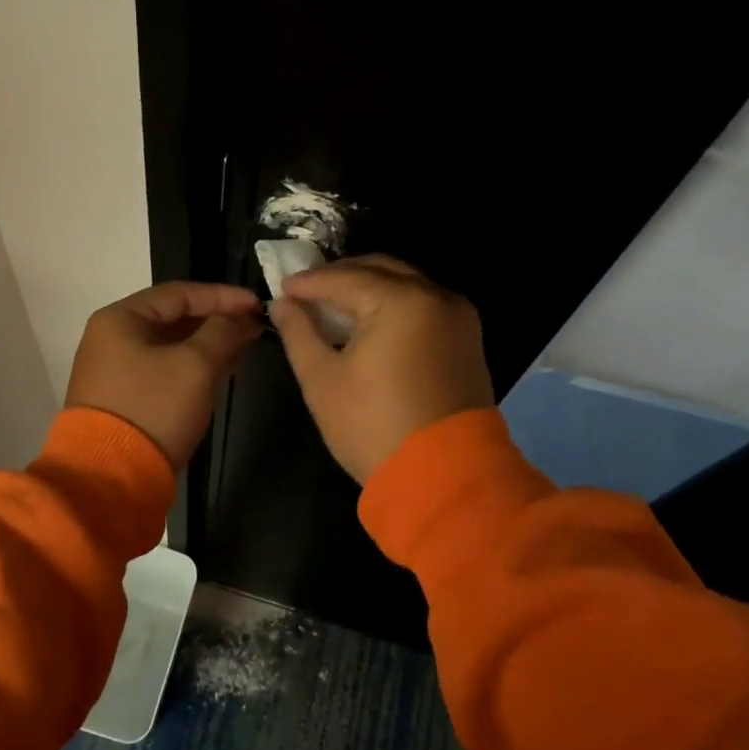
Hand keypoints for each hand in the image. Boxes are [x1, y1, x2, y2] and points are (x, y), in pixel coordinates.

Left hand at [65, 282, 262, 468]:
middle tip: (253, 328)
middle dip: (216, 322)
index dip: (222, 296)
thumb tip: (241, 318)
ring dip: (206, 346)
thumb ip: (222, 332)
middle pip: (172, 318)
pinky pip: (162, 371)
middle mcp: (111, 338)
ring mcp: (113, 371)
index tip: (257, 304)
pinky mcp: (122, 399)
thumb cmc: (154, 408)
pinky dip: (191, 368)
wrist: (111, 478)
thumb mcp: (196, 365)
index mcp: (120, 319)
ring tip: (242, 351)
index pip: (179, 293)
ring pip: (169, 346)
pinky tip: (218, 375)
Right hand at [269, 255, 494, 483]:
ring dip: (368, 289)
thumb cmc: (374, 428)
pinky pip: (424, 306)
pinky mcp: (467, 340)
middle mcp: (436, 297)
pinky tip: (368, 324)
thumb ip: (299, 332)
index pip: (344, 278)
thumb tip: (283, 305)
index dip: (308, 282)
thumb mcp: (323, 380)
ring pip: (405, 285)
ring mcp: (458, 318)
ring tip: (333, 308)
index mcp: (401, 301)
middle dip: (340, 277)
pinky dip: (393, 306)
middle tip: (306, 293)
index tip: (281, 289)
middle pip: (379, 269)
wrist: (445, 480)